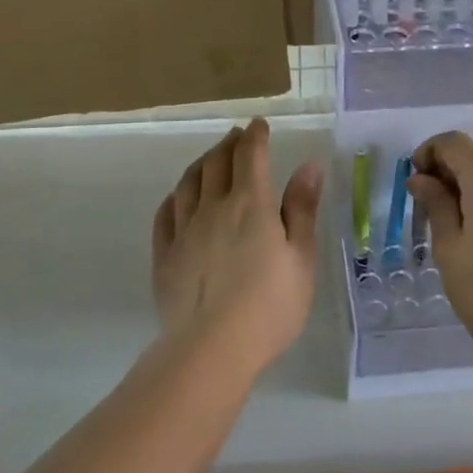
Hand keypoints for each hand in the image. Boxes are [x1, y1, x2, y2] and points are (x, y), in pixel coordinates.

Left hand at [152, 118, 322, 375]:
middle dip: (228, 143)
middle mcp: (213, 208)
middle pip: (216, 163)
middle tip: (237, 136)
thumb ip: (302, 208)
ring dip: (201, 163)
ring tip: (210, 159)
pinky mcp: (164, 256)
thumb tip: (308, 165)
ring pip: (188, 183)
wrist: (212, 348)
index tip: (259, 124)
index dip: (255, 136)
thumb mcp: (301, 257)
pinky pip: (165, 214)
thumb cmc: (270, 305)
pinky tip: (178, 197)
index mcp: (250, 204)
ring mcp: (184, 230)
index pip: (250, 155)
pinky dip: (175, 196)